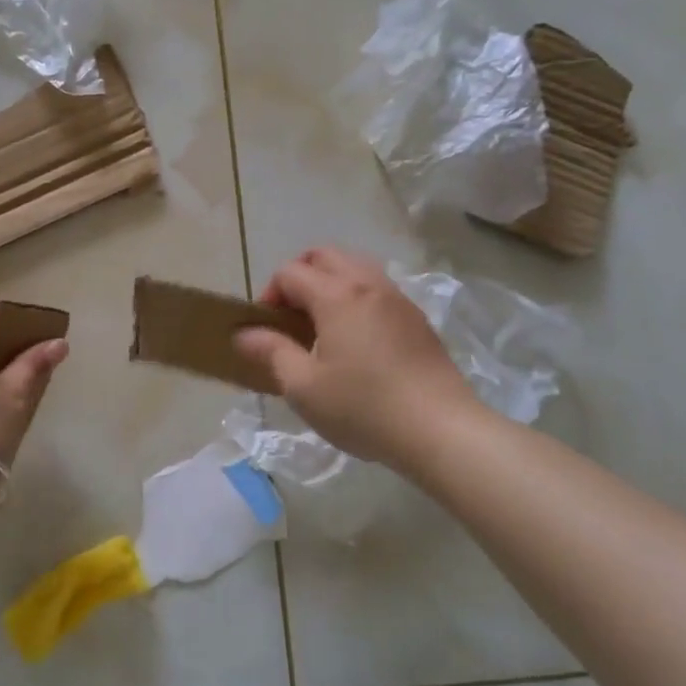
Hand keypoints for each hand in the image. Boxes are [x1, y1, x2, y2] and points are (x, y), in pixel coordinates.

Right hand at [234, 248, 472, 466]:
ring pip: (355, 267)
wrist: (441, 429)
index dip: (269, 294)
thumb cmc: (363, 407)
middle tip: (290, 316)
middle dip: (299, 276)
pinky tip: (355, 339)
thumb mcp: (303, 386)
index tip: (265, 330)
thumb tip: (244, 333)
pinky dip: (356, 297)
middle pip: (324, 256)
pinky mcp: (417, 319)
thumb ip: (272, 352)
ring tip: (321, 324)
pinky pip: (377, 289)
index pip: (290, 272)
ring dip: (330, 283)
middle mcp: (368, 284)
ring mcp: (398, 299)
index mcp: (336, 295)